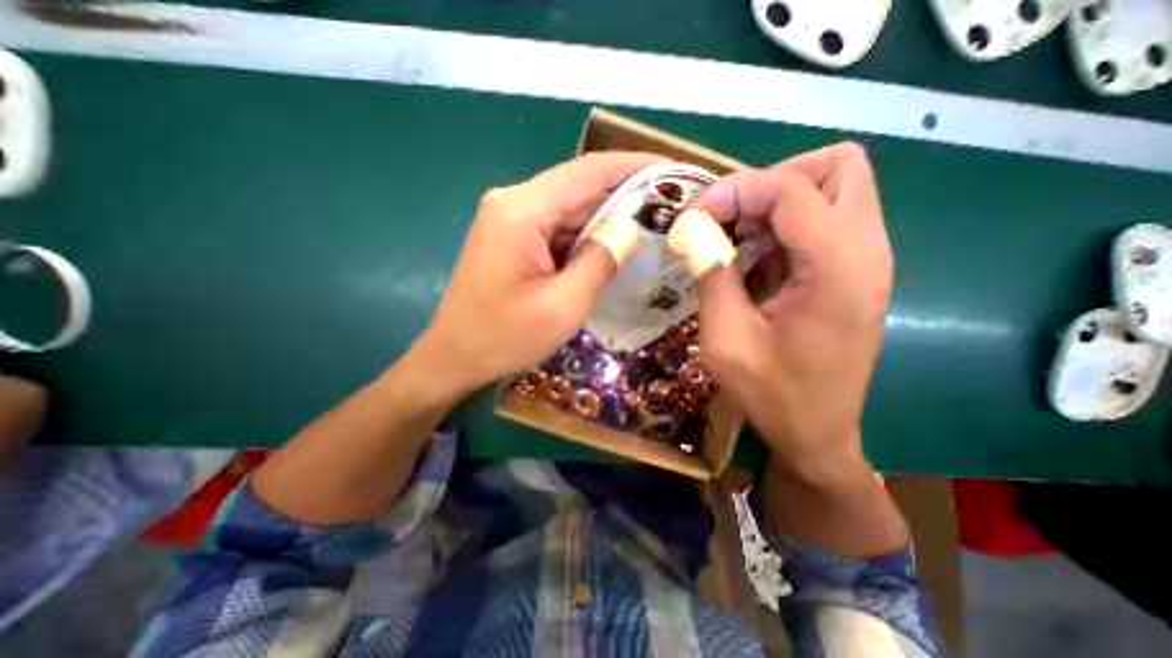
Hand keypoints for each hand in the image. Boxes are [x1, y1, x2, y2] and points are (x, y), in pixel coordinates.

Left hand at [416, 153, 663, 395]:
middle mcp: (514, 202)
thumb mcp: (563, 306)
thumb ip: (600, 261)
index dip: (635, 166)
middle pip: (580, 187)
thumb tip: (630, 229)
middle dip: (625, 195)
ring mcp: (510, 219)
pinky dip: (586, 236)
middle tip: (670, 207)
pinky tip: (612, 248)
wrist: (454, 356)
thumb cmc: (503, 338)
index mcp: (522, 210)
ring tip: (651, 227)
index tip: (673, 170)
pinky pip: (557, 228)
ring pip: (570, 209)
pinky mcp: (513, 237)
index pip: (589, 172)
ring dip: (607, 218)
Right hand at [695, 142, 889, 474]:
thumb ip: (711, 276)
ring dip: (772, 203)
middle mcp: (866, 251)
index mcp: (838, 269)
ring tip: (733, 240)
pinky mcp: (852, 271)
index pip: (791, 188)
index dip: (735, 191)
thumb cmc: (772, 395)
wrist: (817, 433)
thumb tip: (692, 230)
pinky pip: (820, 220)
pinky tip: (751, 261)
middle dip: (770, 182)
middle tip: (728, 219)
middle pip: (833, 167)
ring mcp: (865, 259)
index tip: (694, 218)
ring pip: (829, 187)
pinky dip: (780, 226)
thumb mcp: (726, 340)